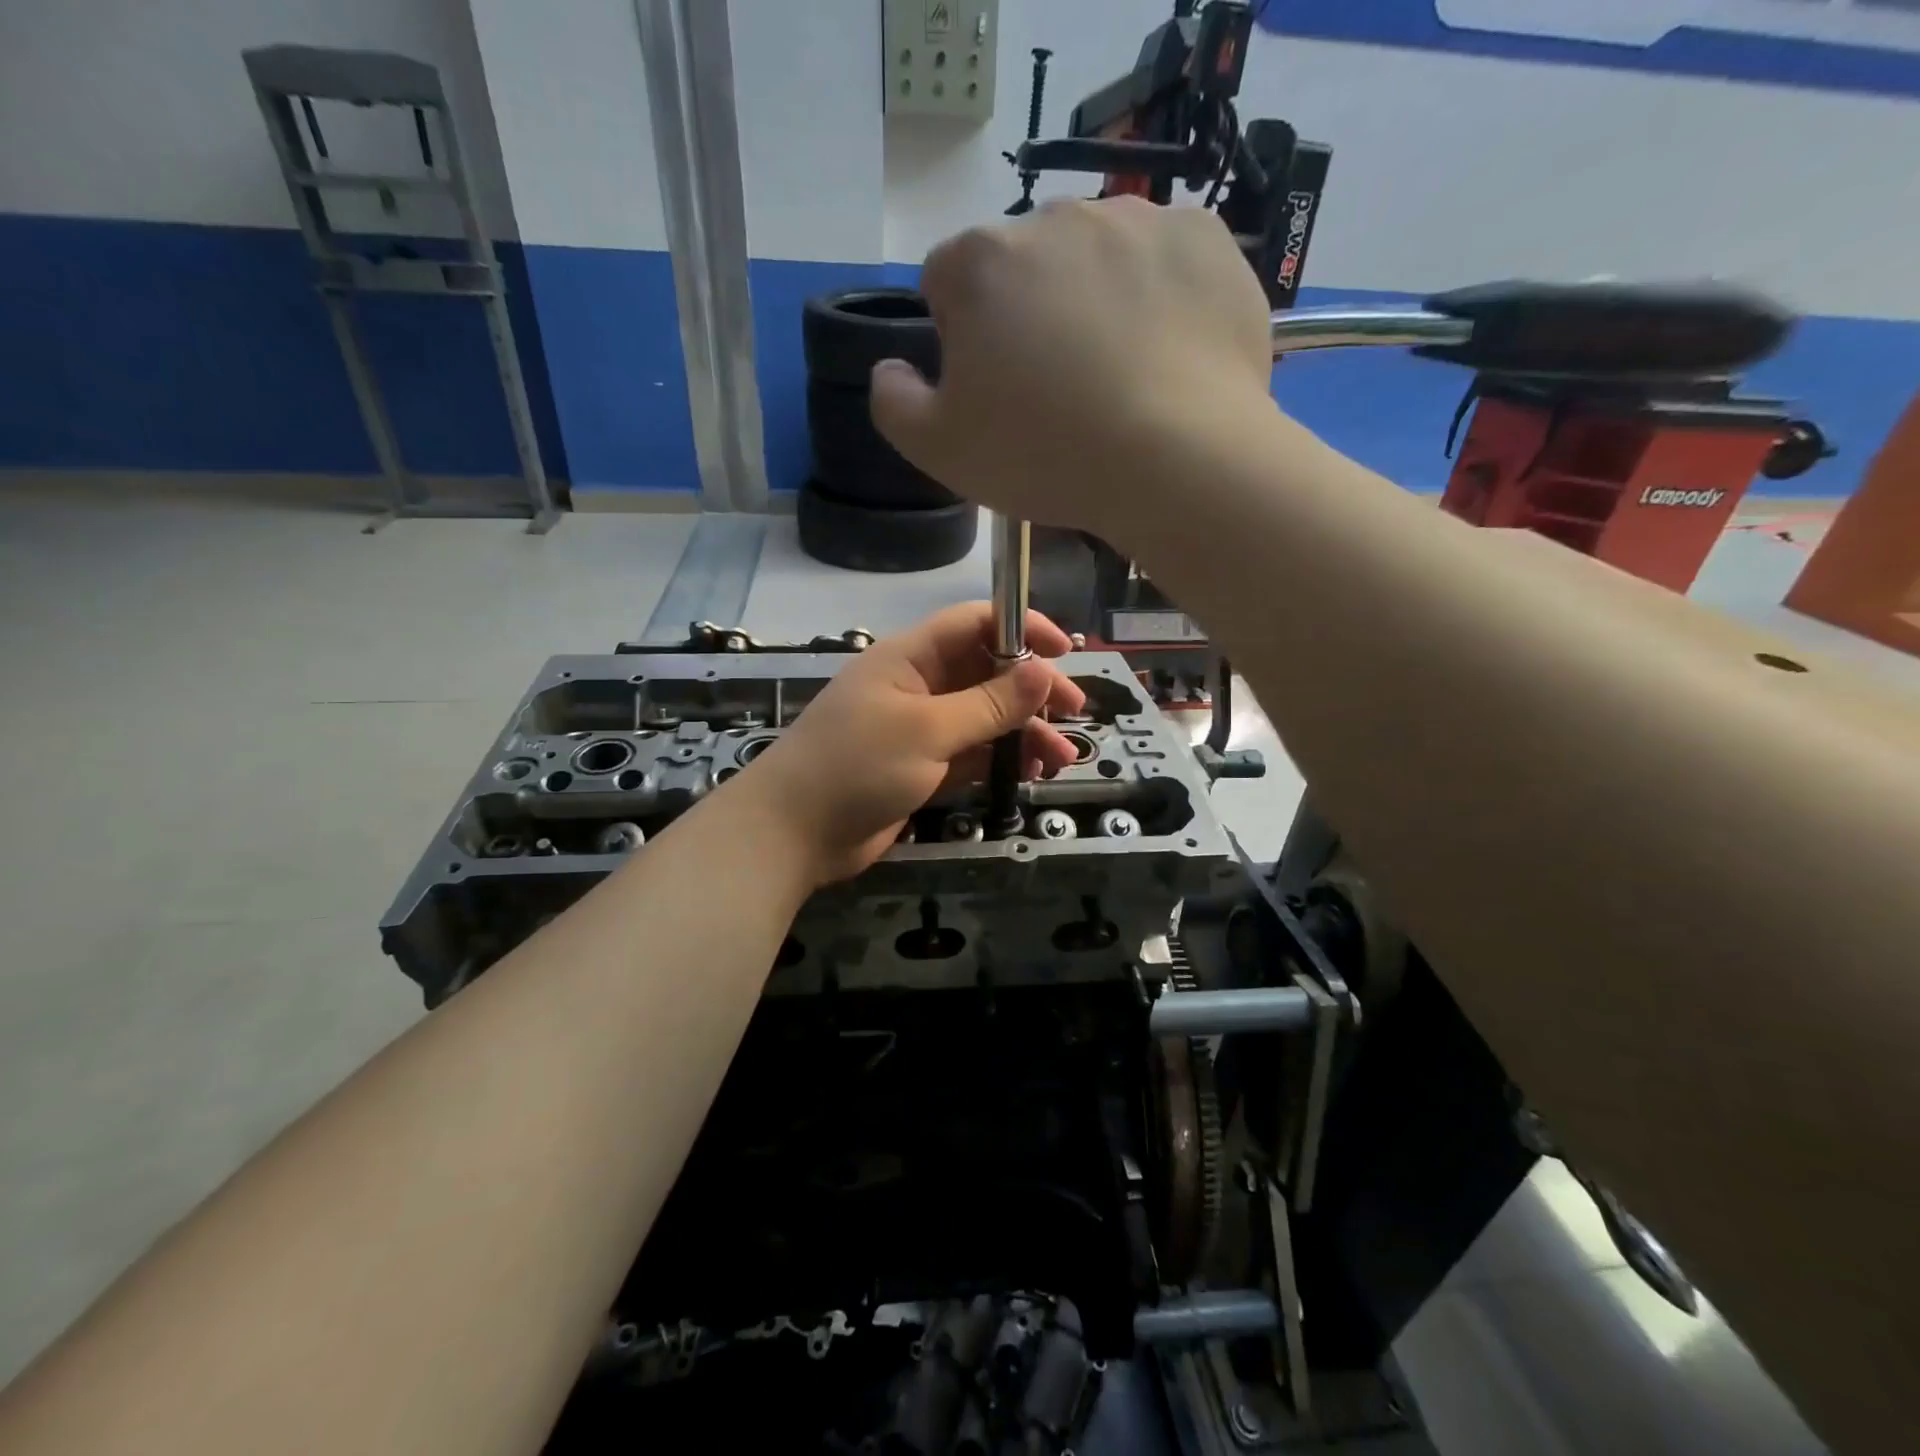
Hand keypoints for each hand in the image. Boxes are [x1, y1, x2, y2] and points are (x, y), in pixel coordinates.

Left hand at [746, 604, 1087, 883]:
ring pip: (986, 718)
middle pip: (988, 672)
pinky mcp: (922, 768)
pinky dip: (1002, 760)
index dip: (1022, 628)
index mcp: (911, 657)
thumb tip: (1045, 670)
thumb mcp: (928, 730)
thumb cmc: (856, 766)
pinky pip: (973, 754)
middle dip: (1032, 689)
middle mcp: (919, 685)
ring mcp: (921, 729)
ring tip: (1061, 757)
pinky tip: (1032, 773)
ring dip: (1024, 731)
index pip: (975, 623)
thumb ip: (989, 703)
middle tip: (1075, 711)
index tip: (1064, 651)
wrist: (794, 834)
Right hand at [869, 197, 1275, 545]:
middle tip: (1057, 391)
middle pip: (1025, 265)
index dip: (959, 335)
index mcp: (983, 261)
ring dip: (1095, 301)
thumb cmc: (1046, 455)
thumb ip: (894, 402)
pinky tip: (1167, 358)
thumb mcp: (940, 451)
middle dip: (1028, 314)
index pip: (946, 279)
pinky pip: (1166, 263)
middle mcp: (1057, 217)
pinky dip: (1161, 299)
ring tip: (1119, 377)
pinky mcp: (1206, 241)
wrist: (1178, 461)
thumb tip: (891, 369)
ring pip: (1097, 258)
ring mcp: (1140, 221)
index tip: (989, 387)